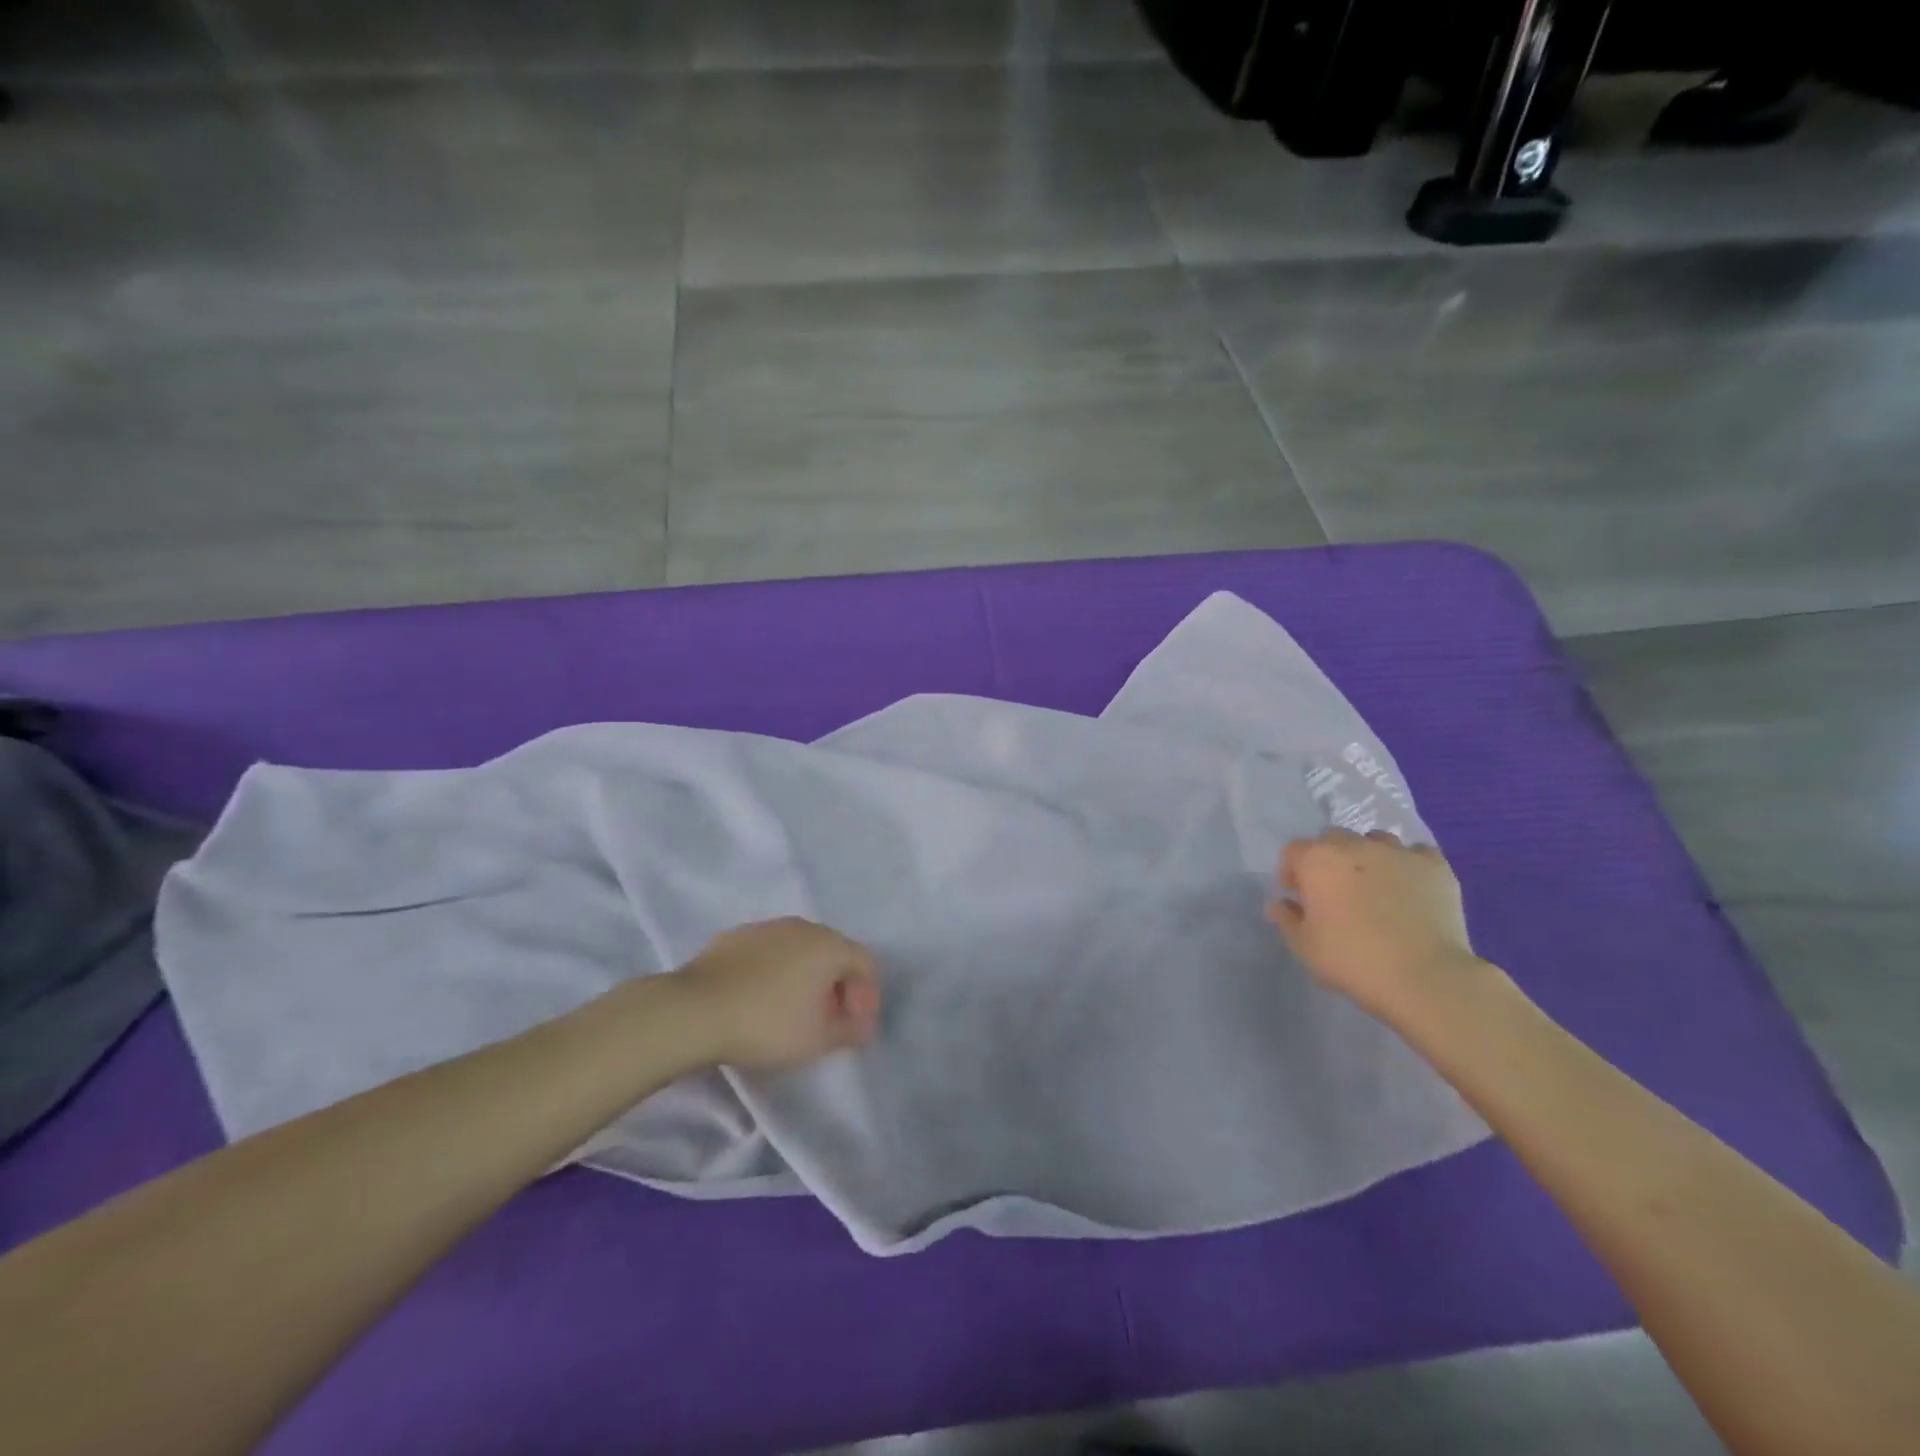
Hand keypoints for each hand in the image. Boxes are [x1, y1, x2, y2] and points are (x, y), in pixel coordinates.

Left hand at [673, 917, 881, 1071]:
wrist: (695, 1010)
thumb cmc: (767, 1024)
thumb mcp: (818, 1040)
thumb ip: (849, 1031)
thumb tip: (862, 1026)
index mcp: (830, 945)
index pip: (865, 962)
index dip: (867, 995)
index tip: (853, 1026)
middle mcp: (803, 926)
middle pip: (834, 952)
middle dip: (837, 984)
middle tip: (827, 1019)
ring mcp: (766, 927)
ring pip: (799, 949)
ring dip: (805, 976)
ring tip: (792, 1010)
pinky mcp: (734, 936)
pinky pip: (768, 952)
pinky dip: (774, 971)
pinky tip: (759, 997)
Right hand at [1266, 829, 1479, 1022]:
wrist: (1424, 977)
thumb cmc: (1352, 960)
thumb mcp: (1303, 946)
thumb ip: (1286, 918)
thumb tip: (1281, 903)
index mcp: (1317, 860)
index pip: (1293, 851)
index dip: (1291, 872)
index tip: (1298, 897)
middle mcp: (1355, 845)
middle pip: (1332, 839)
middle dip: (1328, 860)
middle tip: (1335, 892)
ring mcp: (1398, 852)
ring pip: (1375, 840)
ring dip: (1368, 857)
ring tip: (1374, 887)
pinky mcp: (1435, 866)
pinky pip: (1416, 853)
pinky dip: (1408, 865)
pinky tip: (1410, 888)